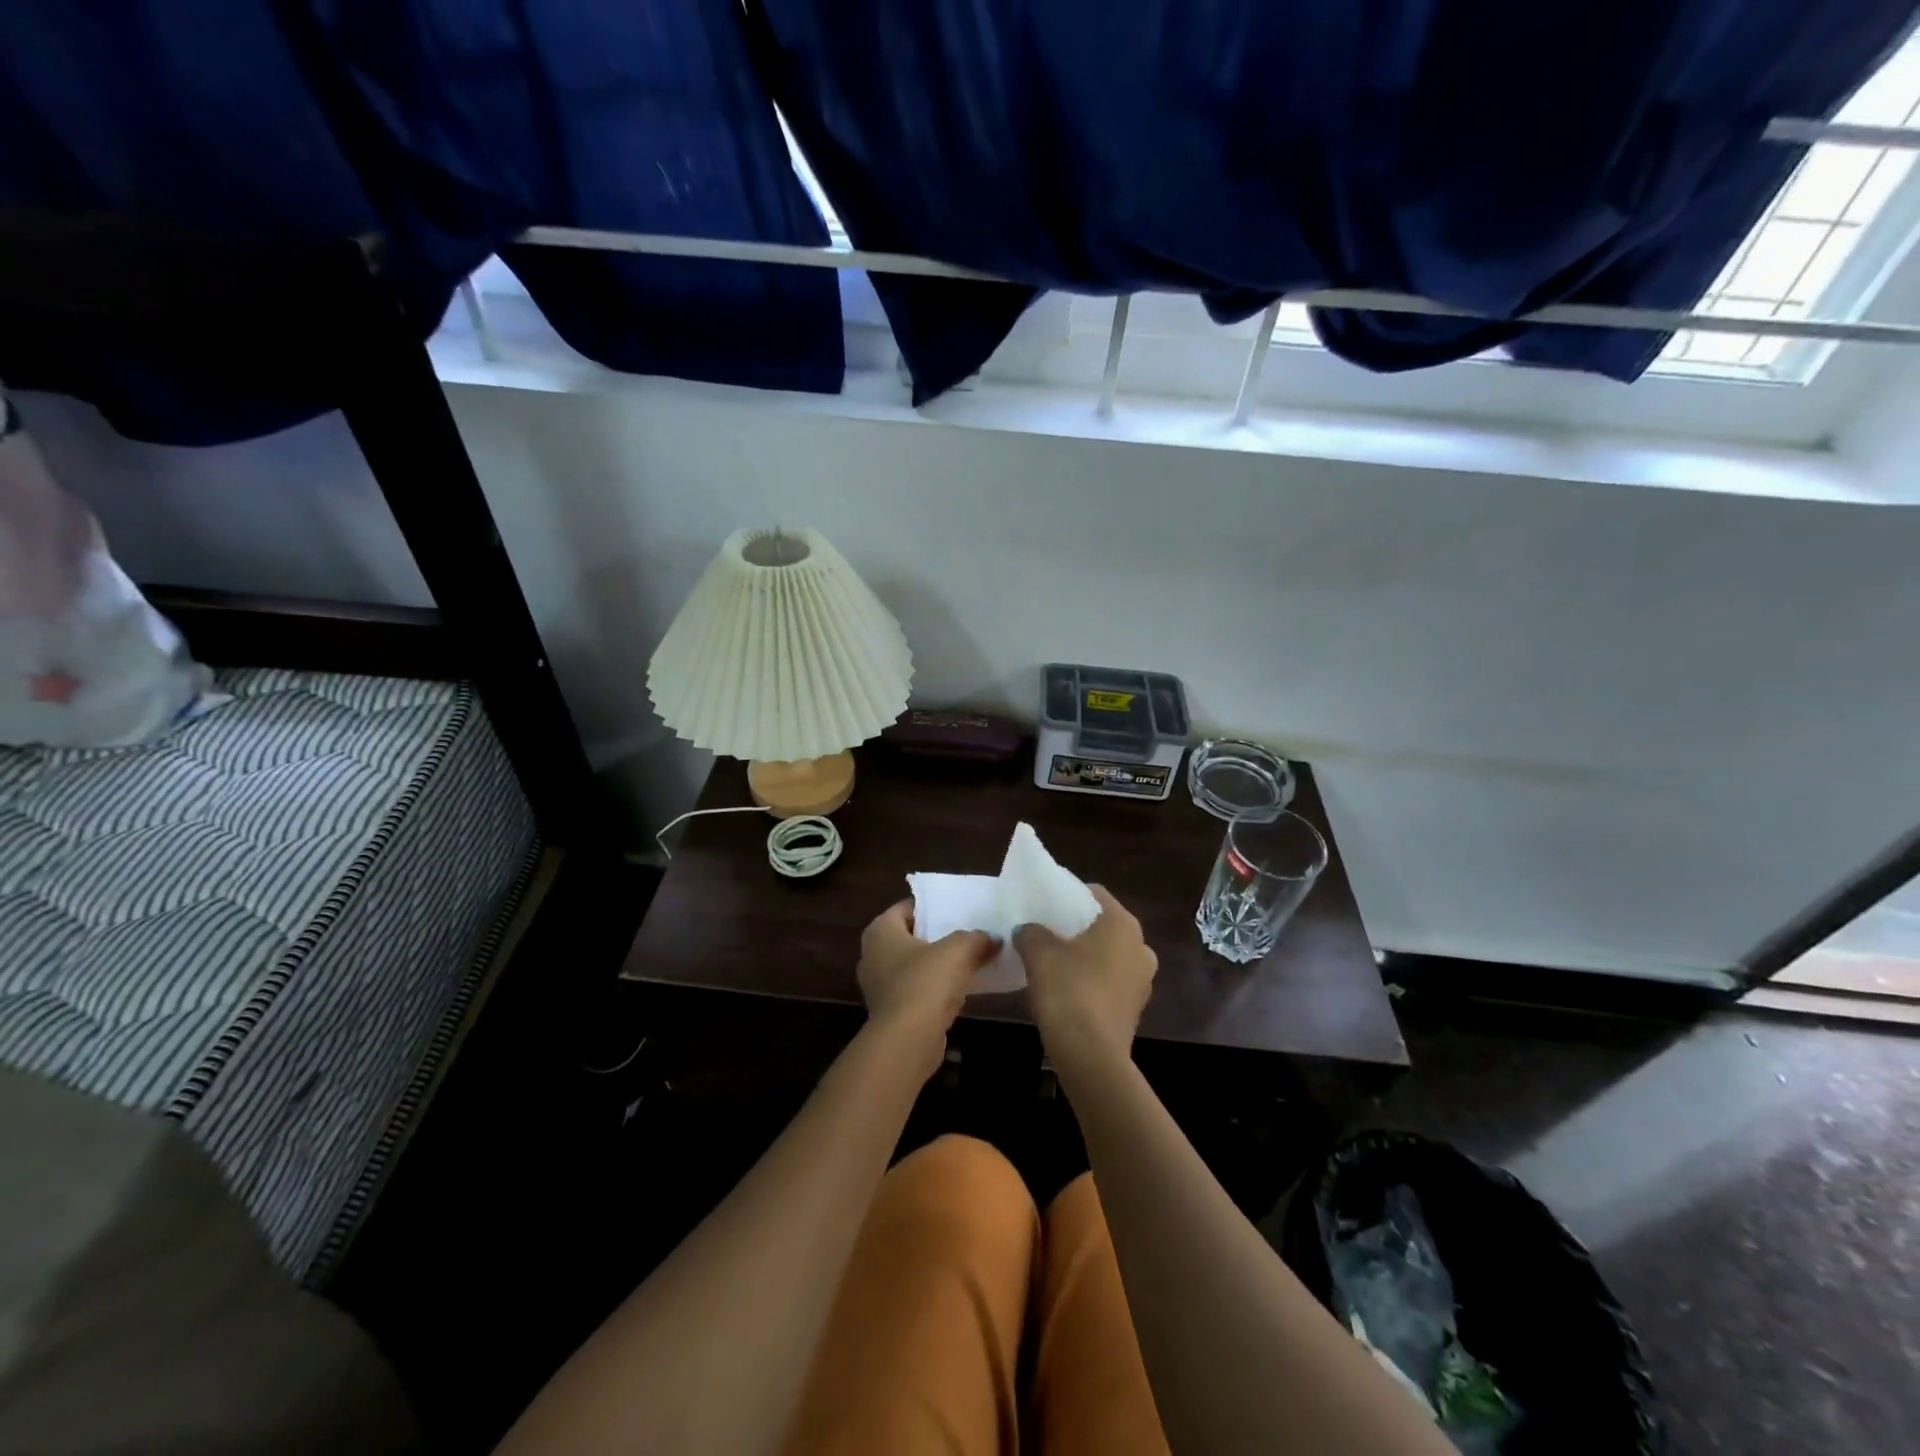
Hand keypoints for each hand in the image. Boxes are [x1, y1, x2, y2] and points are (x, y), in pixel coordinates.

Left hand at [857, 900, 997, 1051]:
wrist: (908, 1040)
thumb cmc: (926, 982)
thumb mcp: (959, 950)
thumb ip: (977, 939)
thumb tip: (994, 939)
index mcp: (880, 931)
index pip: (905, 908)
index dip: (930, 908)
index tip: (955, 911)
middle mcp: (871, 955)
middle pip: (908, 937)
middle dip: (934, 937)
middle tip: (965, 934)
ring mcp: (878, 986)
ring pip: (911, 966)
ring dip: (934, 966)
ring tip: (966, 962)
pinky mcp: (889, 1012)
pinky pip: (914, 991)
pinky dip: (932, 990)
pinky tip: (956, 991)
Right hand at [1015, 886, 1157, 1067]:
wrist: (1090, 1055)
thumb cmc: (1068, 991)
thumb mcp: (1038, 953)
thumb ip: (1031, 932)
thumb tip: (1027, 930)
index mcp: (1123, 924)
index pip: (1094, 893)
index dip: (1067, 895)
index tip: (1044, 904)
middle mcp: (1141, 946)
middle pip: (1103, 925)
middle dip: (1076, 927)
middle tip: (1045, 932)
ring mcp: (1142, 980)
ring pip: (1108, 954)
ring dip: (1084, 955)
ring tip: (1052, 962)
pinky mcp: (1135, 1008)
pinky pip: (1110, 981)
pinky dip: (1091, 979)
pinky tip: (1065, 989)